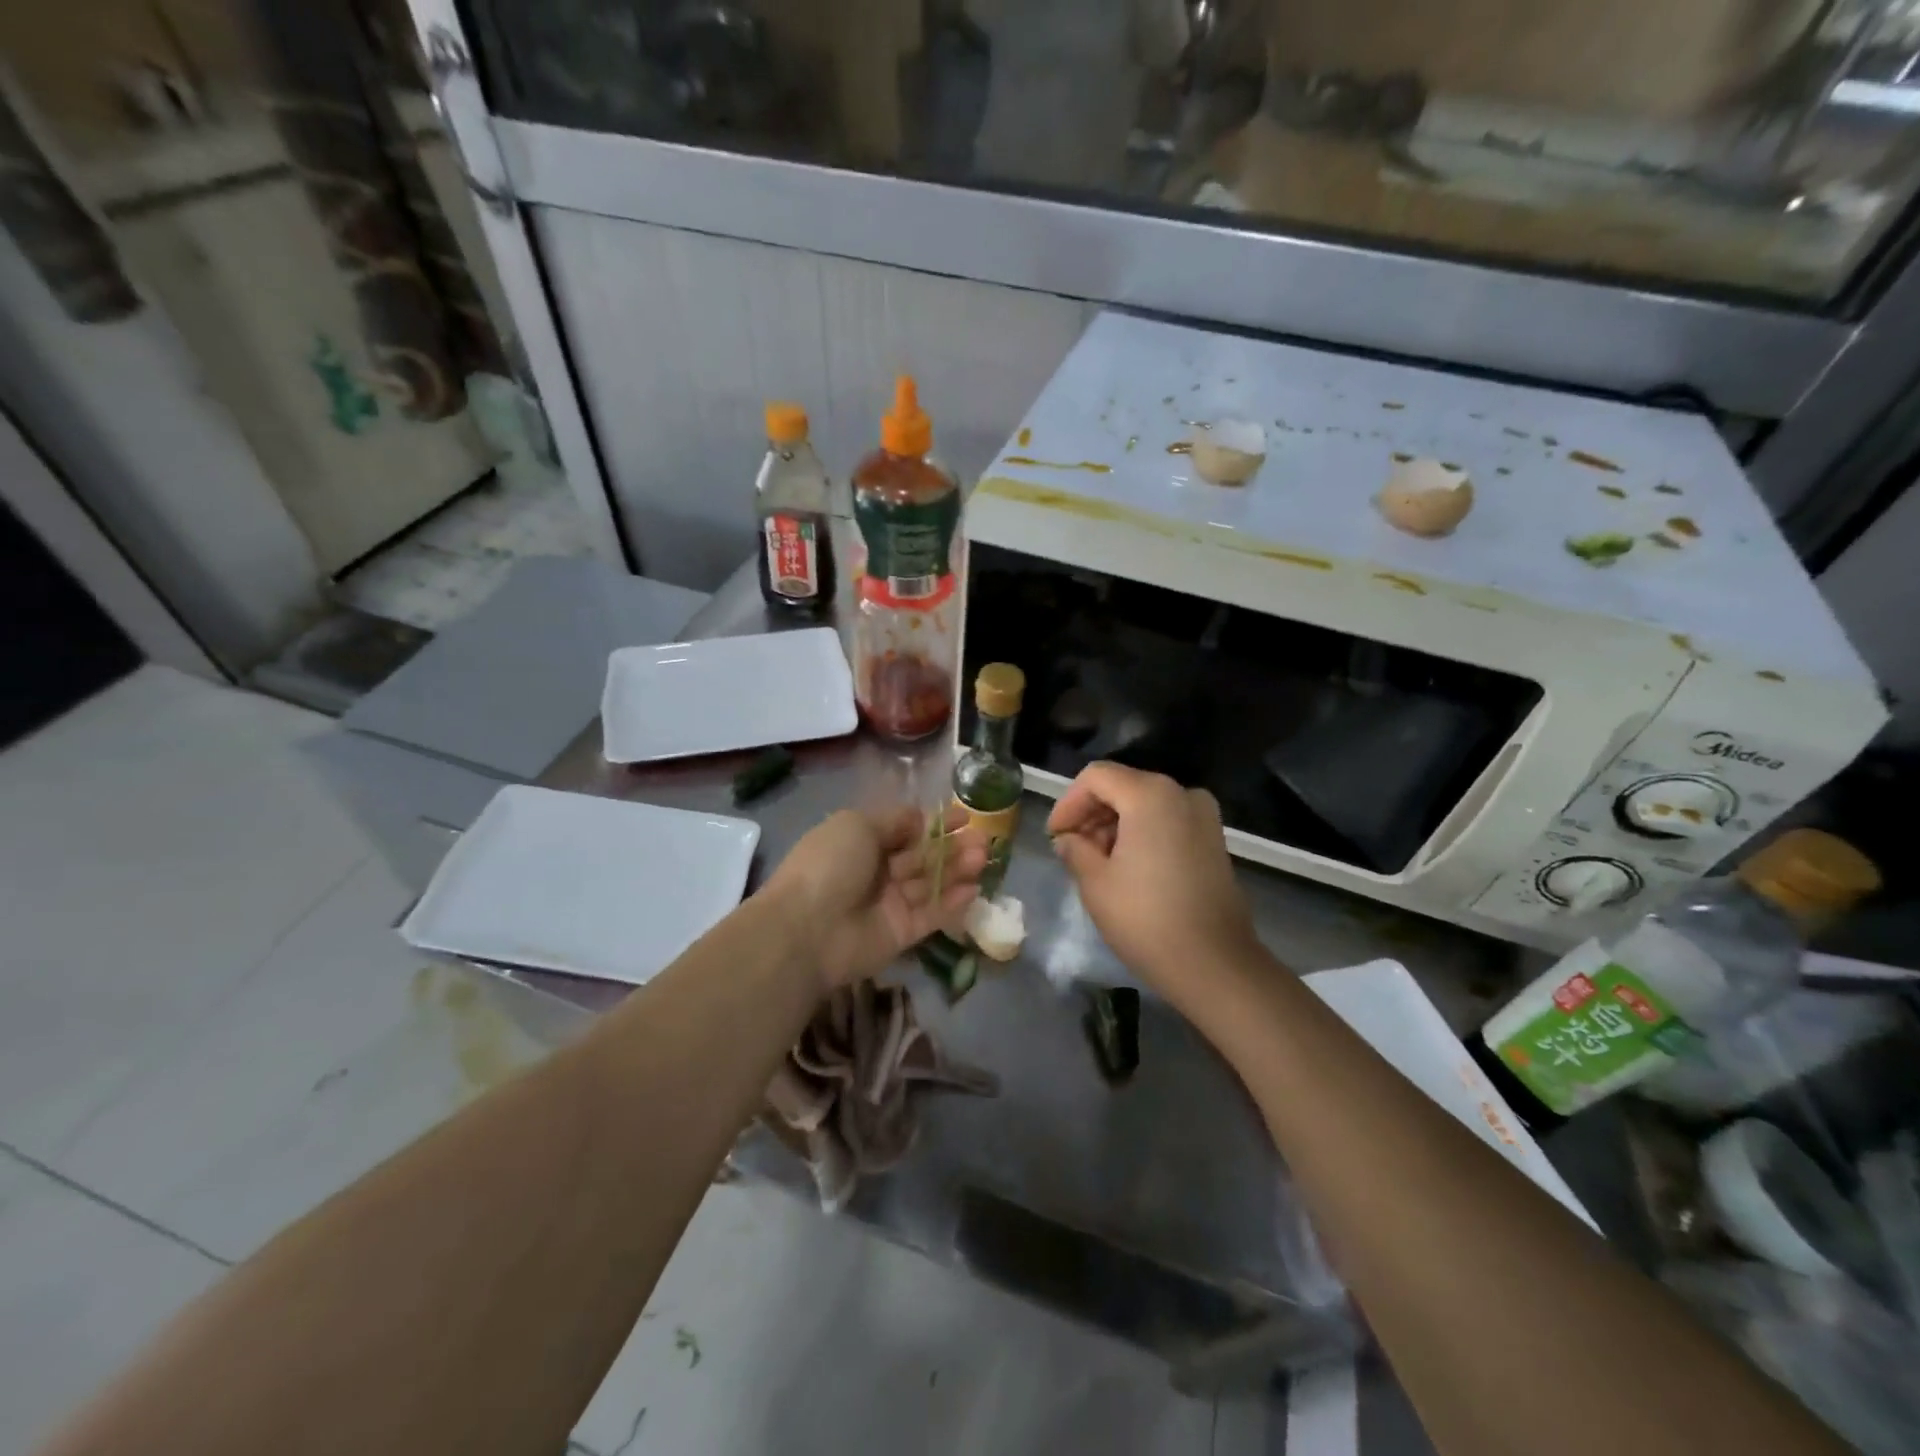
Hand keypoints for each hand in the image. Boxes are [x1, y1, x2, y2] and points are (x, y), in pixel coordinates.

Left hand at [763, 805, 986, 990]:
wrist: (807, 928)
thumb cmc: (830, 865)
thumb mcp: (857, 825)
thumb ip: (894, 821)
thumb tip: (920, 819)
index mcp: (862, 843)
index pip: (906, 830)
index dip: (934, 823)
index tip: (964, 816)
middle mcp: (878, 872)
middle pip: (923, 857)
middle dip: (953, 846)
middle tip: (983, 839)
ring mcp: (890, 904)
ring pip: (931, 884)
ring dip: (958, 869)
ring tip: (985, 857)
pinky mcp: (901, 934)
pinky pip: (932, 915)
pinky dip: (953, 902)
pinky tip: (975, 889)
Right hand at [1047, 762, 1258, 997]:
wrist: (1215, 964)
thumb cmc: (1146, 919)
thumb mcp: (1095, 883)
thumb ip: (1075, 849)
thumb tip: (1068, 839)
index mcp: (1150, 795)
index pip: (1096, 777)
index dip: (1068, 803)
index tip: (1055, 836)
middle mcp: (1181, 793)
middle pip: (1123, 786)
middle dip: (1092, 814)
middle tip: (1071, 850)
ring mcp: (1204, 816)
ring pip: (1145, 804)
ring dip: (1115, 825)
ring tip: (1096, 863)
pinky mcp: (1214, 840)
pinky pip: (1167, 821)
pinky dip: (1142, 833)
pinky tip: (1127, 868)